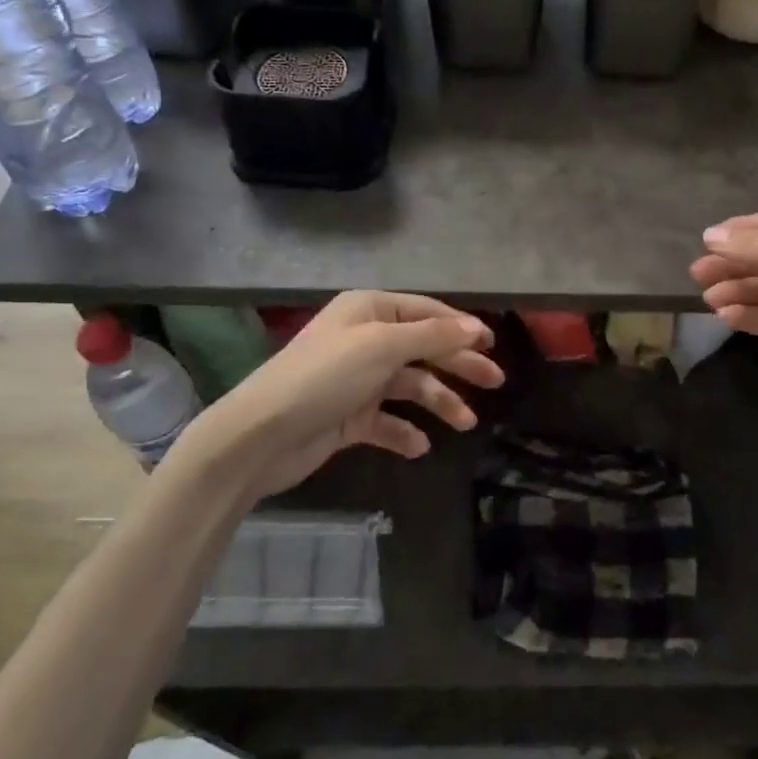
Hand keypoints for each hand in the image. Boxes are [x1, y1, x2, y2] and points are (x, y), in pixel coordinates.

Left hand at [166, 292, 503, 499]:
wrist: (262, 435)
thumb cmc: (325, 377)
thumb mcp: (383, 347)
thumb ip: (433, 336)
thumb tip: (476, 326)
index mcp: (369, 311)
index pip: (426, 313)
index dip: (461, 327)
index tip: (493, 345)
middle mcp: (365, 340)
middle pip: (424, 349)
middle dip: (459, 366)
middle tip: (495, 382)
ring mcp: (357, 380)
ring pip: (410, 387)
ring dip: (439, 402)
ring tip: (464, 423)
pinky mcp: (349, 417)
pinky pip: (387, 421)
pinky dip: (404, 432)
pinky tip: (418, 446)